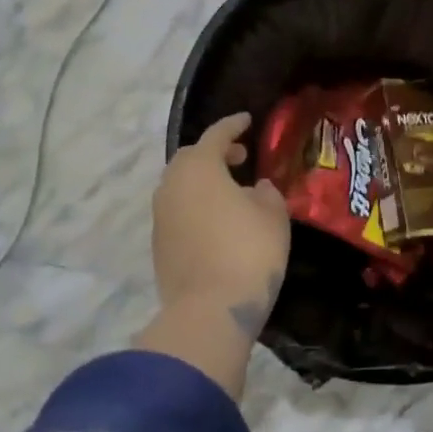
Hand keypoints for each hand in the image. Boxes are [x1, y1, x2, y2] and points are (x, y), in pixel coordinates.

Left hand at [151, 112, 289, 339]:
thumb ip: (266, 194)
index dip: (232, 126)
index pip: (215, 135)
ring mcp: (160, 216)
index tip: (246, 121)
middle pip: (191, 158)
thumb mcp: (273, 216)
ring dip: (203, 182)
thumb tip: (255, 188)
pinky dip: (195, 206)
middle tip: (240, 158)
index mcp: (199, 168)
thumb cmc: (248, 252)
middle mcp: (172, 185)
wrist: (209, 310)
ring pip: (180, 186)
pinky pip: (177, 211)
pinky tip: (216, 220)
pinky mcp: (159, 244)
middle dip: (214, 153)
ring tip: (231, 191)